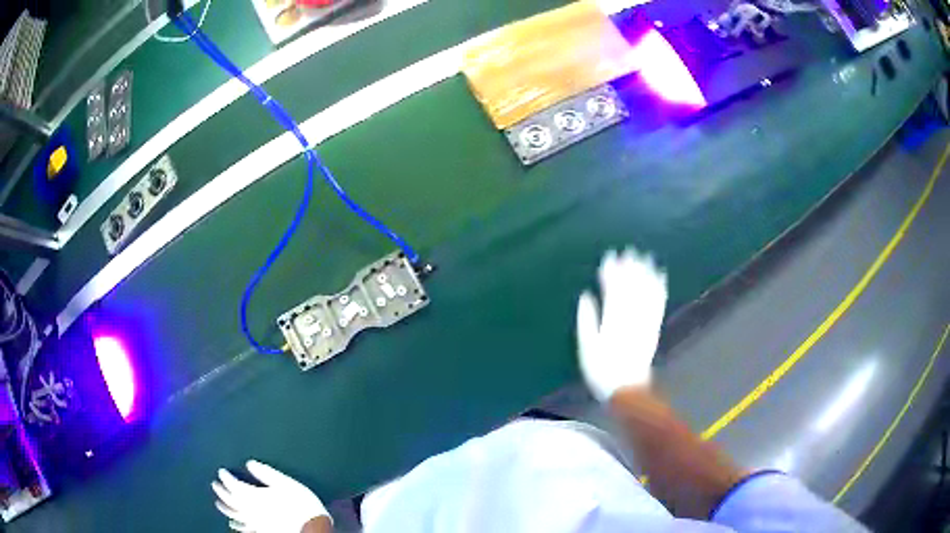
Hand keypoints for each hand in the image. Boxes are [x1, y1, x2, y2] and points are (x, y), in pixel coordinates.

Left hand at [212, 459, 329, 532]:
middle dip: (221, 491)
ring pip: (234, 515)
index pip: (233, 484)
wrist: (311, 527)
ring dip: (224, 507)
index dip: (226, 477)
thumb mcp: (285, 483)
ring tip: (218, 502)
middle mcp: (250, 509)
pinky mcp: (260, 531)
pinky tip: (232, 523)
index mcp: (254, 495)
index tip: (222, 471)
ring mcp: (254, 522)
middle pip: (230, 500)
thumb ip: (266, 473)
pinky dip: (236, 524)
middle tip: (215, 484)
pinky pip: (243, 528)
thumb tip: (250, 463)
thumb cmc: (300, 504)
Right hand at [576, 248, 667, 401]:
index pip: (613, 290)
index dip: (611, 273)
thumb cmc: (601, 371)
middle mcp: (631, 318)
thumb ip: (586, 320)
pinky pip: (658, 304)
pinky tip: (660, 276)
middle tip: (627, 251)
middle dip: (629, 268)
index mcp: (613, 321)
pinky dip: (659, 288)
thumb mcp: (586, 348)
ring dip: (645, 274)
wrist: (627, 389)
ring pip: (646, 292)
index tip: (607, 258)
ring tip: (644, 257)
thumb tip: (585, 296)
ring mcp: (644, 323)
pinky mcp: (653, 328)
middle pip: (631, 287)